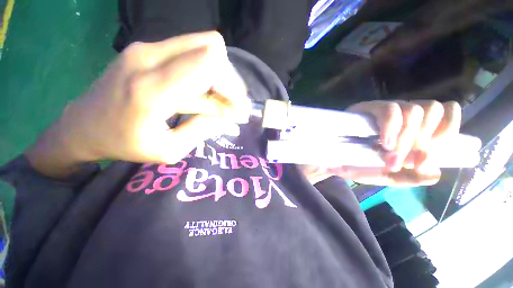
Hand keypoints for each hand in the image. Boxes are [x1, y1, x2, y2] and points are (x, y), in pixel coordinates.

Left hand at [25, 32, 250, 177]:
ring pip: (205, 45)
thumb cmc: (125, 144)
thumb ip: (203, 129)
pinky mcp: (147, 47)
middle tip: (232, 105)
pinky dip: (207, 71)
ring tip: (219, 101)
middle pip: (213, 50)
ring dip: (220, 75)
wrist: (83, 125)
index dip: (232, 86)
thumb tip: (231, 117)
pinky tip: (204, 92)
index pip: (210, 65)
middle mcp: (149, 57)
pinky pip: (192, 50)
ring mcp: (146, 47)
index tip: (238, 108)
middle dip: (230, 80)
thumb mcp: (170, 150)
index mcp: (151, 90)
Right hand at [301, 100, 462, 185]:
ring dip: (406, 138)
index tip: (427, 157)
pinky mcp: (366, 109)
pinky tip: (384, 143)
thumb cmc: (361, 167)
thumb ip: (413, 177)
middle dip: (422, 142)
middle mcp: (402, 115)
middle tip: (405, 163)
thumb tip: (435, 171)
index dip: (446, 130)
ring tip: (390, 157)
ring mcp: (384, 110)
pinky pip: (389, 110)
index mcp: (413, 128)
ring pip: (413, 109)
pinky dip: (392, 127)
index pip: (445, 112)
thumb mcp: (391, 178)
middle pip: (430, 109)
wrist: (334, 161)